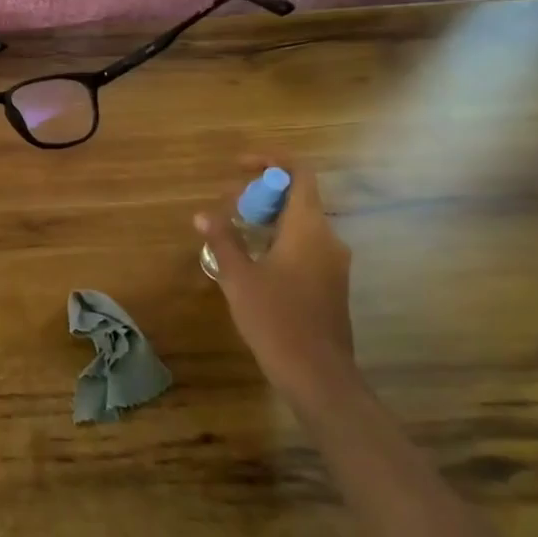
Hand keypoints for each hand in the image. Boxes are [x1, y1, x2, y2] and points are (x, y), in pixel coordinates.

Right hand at [195, 154, 357, 407]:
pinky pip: (306, 247)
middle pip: (298, 197)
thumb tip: (203, 214)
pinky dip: (279, 242)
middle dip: (262, 195)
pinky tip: (253, 263)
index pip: (299, 173)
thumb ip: (223, 240)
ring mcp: (334, 263)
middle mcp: (328, 238)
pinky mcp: (331, 284)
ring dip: (268, 220)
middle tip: (227, 208)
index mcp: (308, 228)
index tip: (239, 167)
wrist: (317, 375)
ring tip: (234, 234)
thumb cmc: (276, 320)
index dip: (270, 161)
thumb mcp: (239, 277)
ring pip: (301, 224)